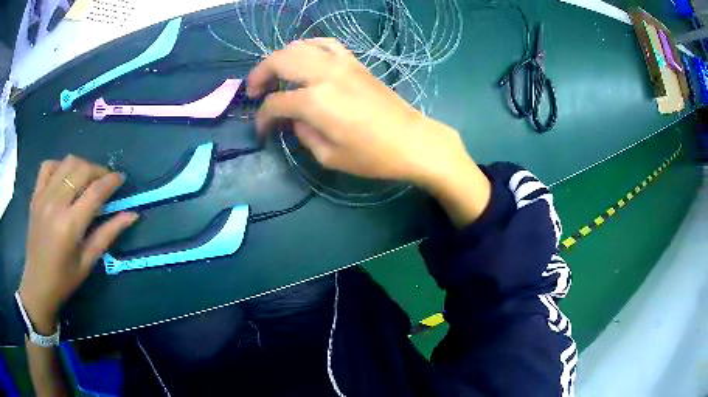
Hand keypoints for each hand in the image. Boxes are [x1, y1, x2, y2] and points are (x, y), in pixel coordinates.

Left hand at [19, 156, 137, 333]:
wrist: (37, 284)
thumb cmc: (64, 279)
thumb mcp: (88, 261)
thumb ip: (108, 234)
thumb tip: (132, 214)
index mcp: (70, 225)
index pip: (96, 191)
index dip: (112, 181)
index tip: (121, 179)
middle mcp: (56, 204)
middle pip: (82, 170)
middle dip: (99, 170)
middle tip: (106, 181)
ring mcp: (43, 196)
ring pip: (67, 163)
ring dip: (82, 166)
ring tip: (87, 179)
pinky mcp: (35, 195)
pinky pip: (48, 166)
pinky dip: (60, 166)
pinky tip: (65, 177)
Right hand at [248, 38, 469, 187]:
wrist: (411, 140)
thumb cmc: (372, 156)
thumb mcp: (329, 156)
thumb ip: (303, 134)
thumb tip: (293, 119)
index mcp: (315, 102)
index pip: (275, 103)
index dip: (262, 118)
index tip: (262, 131)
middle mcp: (324, 74)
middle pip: (279, 60)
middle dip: (259, 74)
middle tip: (254, 91)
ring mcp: (341, 63)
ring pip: (299, 46)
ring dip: (280, 58)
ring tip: (275, 75)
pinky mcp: (354, 62)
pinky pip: (325, 43)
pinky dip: (308, 47)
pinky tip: (304, 59)